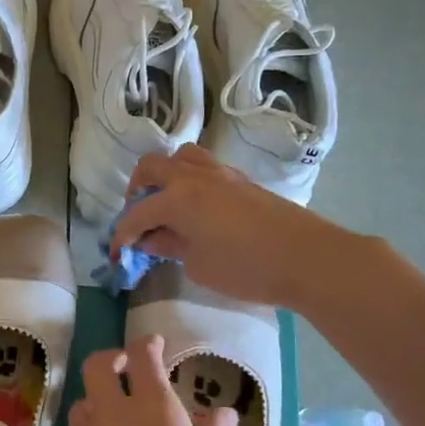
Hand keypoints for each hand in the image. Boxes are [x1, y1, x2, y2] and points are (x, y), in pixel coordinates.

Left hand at [62, 337, 237, 425]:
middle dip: (111, 360)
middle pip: (97, 368)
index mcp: (156, 412)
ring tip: (121, 423)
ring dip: (99, 404)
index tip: (156, 345)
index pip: (143, 357)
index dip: (148, 345)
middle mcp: (114, 421)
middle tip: (128, 369)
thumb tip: (222, 412)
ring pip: (83, 408)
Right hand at [111, 145, 343, 308]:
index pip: (137, 213)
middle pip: (152, 167)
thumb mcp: (198, 265)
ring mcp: (221, 174)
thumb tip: (152, 238)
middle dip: (137, 189)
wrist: (307, 258)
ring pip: (182, 157)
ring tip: (166, 203)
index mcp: (177, 197)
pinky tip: (196, 208)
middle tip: (138, 217)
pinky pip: (205, 168)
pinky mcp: (242, 181)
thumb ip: (170, 246)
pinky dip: (190, 180)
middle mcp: (194, 176)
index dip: (122, 235)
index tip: (117, 255)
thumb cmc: (246, 268)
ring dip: (165, 176)